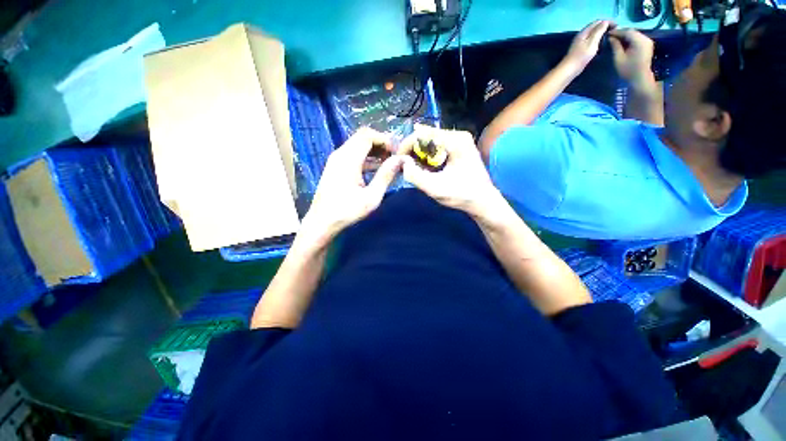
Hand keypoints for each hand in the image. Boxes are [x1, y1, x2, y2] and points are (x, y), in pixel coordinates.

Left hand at [301, 128, 404, 245]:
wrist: (321, 222)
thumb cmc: (347, 211)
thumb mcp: (371, 197)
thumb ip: (386, 176)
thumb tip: (400, 160)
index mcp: (348, 159)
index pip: (368, 136)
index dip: (385, 140)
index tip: (397, 152)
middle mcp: (340, 154)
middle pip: (362, 137)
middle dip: (381, 144)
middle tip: (394, 156)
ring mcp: (336, 160)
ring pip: (357, 145)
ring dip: (374, 150)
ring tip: (389, 163)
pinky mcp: (335, 167)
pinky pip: (353, 155)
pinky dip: (366, 158)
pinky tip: (376, 169)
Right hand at [398, 125, 503, 218]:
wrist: (484, 202)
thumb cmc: (462, 196)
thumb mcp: (435, 189)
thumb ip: (415, 176)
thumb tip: (401, 163)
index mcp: (455, 141)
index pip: (422, 134)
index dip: (406, 145)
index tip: (397, 160)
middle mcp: (458, 135)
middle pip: (426, 135)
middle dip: (411, 150)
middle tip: (403, 165)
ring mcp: (459, 140)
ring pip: (430, 140)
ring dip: (418, 153)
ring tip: (411, 167)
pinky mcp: (458, 147)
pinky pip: (436, 146)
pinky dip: (427, 156)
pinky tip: (423, 167)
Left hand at [563, 20, 612, 71]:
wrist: (569, 70)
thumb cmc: (581, 56)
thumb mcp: (592, 42)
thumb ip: (598, 31)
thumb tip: (605, 22)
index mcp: (584, 32)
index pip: (597, 21)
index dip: (608, 22)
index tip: (617, 26)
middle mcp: (581, 35)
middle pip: (595, 27)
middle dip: (605, 26)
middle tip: (615, 30)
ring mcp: (580, 42)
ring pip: (593, 33)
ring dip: (601, 32)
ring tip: (610, 36)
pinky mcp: (580, 49)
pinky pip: (591, 40)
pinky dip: (597, 39)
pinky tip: (601, 43)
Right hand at [608, 28, 655, 88]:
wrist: (640, 78)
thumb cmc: (628, 70)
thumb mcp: (618, 58)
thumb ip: (615, 46)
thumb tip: (611, 38)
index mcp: (639, 41)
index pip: (627, 32)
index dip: (617, 32)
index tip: (608, 33)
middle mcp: (645, 38)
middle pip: (632, 32)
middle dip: (621, 33)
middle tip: (611, 36)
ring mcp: (648, 41)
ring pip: (635, 34)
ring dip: (625, 35)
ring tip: (616, 39)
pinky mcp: (647, 45)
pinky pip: (638, 38)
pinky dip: (630, 39)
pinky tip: (623, 42)